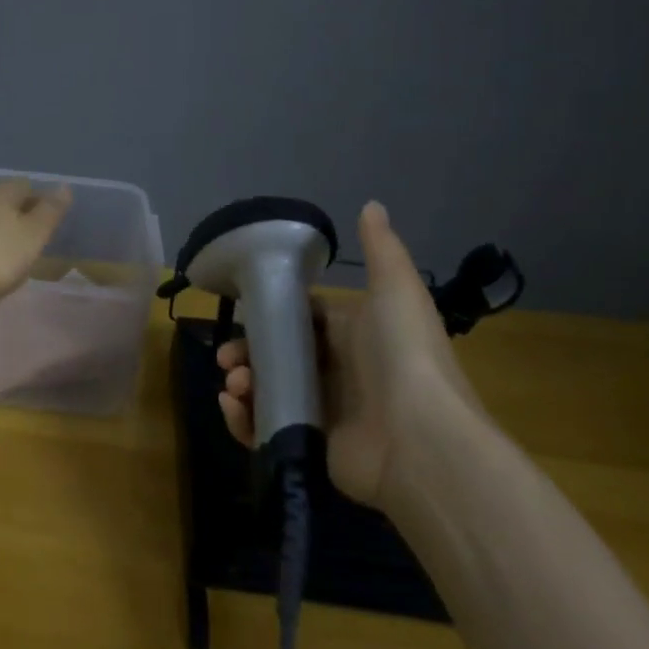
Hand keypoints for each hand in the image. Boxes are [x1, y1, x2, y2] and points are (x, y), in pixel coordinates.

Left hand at [0, 180, 72, 315]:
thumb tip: (64, 185)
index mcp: (1, 189)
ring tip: (4, 254)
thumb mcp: (32, 236)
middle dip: (14, 214)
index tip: (46, 227)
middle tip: (26, 242)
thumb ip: (49, 212)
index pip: (26, 186)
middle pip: (1, 198)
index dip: (39, 203)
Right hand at [215, 201, 482, 506]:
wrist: (421, 441)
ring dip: (242, 383)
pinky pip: (267, 428)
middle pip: (277, 355)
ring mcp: (324, 409)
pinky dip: (243, 419)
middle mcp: (338, 369)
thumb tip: (371, 204)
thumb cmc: (403, 356)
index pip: (301, 319)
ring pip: (267, 389)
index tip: (241, 315)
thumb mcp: (396, 291)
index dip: (269, 315)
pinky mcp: (312, 444)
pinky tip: (234, 407)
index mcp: (353, 333)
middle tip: (227, 358)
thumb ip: (381, 249)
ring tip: (235, 384)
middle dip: (246, 353)